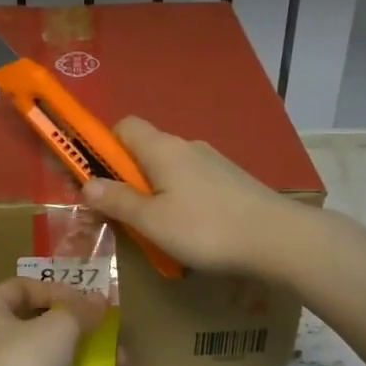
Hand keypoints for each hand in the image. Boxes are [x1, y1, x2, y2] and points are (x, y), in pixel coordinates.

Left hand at [0, 277, 107, 365]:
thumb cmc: (23, 363)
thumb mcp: (60, 328)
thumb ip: (81, 310)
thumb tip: (98, 300)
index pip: (21, 286)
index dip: (56, 289)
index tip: (85, 304)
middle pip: (33, 325)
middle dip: (75, 332)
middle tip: (105, 340)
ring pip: (39, 361)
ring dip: (76, 362)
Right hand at [82, 116, 307, 277]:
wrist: (279, 239)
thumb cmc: (206, 229)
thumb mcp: (152, 221)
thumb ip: (117, 201)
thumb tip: (86, 184)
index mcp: (162, 148)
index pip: (123, 126)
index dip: (104, 147)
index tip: (98, 179)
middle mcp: (187, 146)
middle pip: (145, 149)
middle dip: (128, 177)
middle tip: (124, 214)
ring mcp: (214, 162)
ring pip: (170, 169)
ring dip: (155, 192)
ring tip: (158, 230)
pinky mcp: (233, 180)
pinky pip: (193, 183)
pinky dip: (182, 200)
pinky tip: (191, 231)